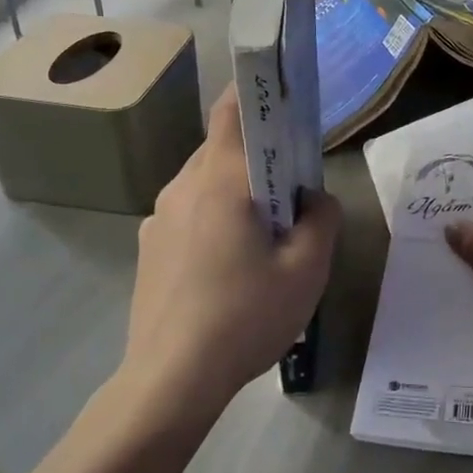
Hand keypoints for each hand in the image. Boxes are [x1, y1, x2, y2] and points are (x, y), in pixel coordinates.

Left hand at [120, 88, 340, 415]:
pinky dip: (214, 219)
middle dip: (258, 155)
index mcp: (221, 181)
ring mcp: (159, 217)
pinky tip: (229, 267)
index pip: (232, 110)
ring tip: (263, 235)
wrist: (170, 380)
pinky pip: (189, 214)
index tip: (284, 97)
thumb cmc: (245, 317)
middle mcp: (183, 186)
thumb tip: (314, 198)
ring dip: (236, 191)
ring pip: (205, 183)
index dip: (257, 91)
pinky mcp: (149, 247)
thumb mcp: (307, 270)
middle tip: (292, 188)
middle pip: (222, 148)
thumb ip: (322, 219)